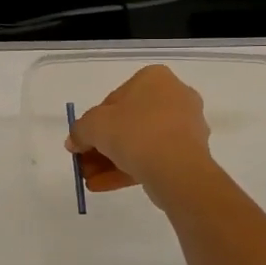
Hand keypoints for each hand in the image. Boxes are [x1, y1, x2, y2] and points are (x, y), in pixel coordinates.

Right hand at [65, 65, 215, 199]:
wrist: (176, 168)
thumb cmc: (134, 132)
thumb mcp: (93, 126)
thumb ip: (79, 131)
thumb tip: (74, 142)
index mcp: (154, 79)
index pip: (115, 99)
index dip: (93, 123)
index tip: (82, 142)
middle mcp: (174, 96)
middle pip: (128, 123)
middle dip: (102, 146)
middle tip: (84, 164)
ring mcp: (186, 126)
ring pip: (141, 143)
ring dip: (112, 161)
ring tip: (90, 181)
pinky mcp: (190, 153)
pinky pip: (154, 158)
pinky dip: (129, 169)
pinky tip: (103, 185)